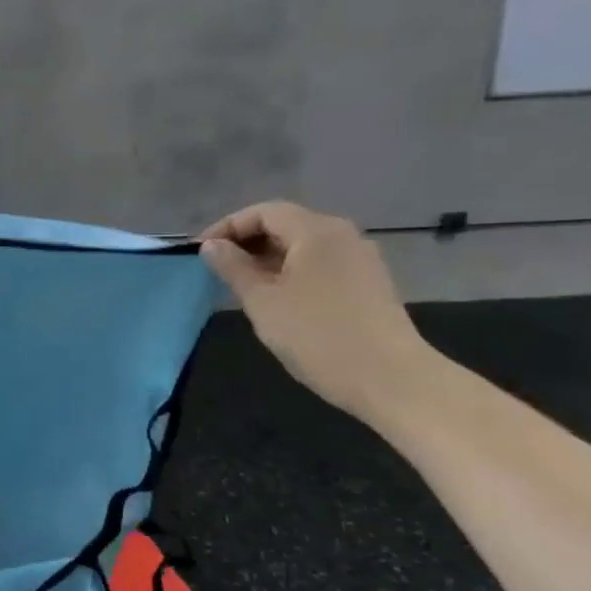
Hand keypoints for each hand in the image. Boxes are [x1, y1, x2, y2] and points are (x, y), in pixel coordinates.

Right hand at [198, 200, 433, 421]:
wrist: (389, 378)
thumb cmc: (316, 334)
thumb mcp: (262, 300)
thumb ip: (233, 267)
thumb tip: (211, 246)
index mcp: (316, 231)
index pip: (264, 212)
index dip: (227, 227)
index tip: (200, 252)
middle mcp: (343, 236)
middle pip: (286, 225)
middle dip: (247, 242)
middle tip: (217, 270)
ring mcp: (360, 260)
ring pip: (303, 247)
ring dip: (268, 259)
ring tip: (241, 287)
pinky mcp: (368, 284)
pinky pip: (320, 265)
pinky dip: (291, 272)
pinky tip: (277, 300)